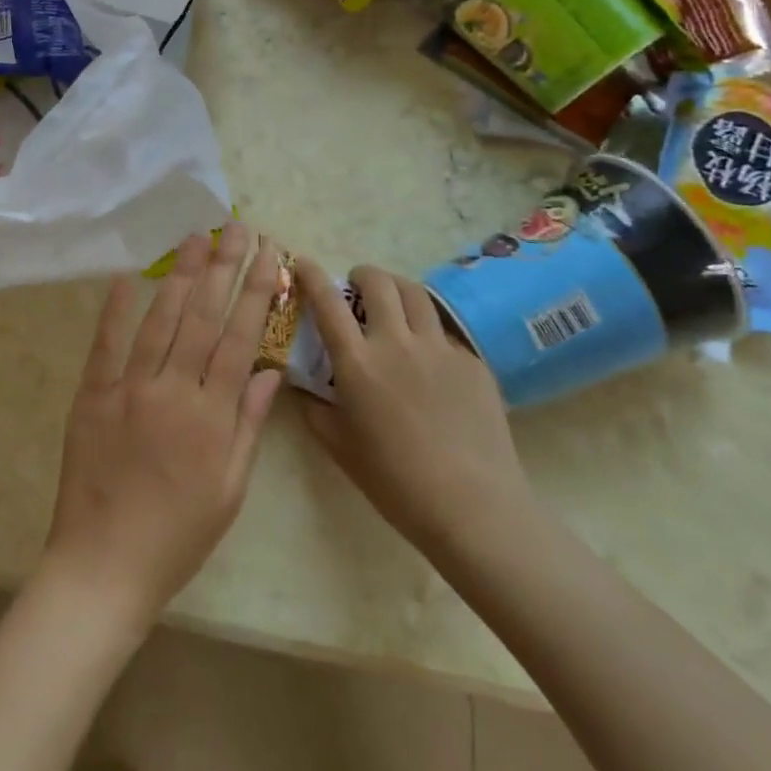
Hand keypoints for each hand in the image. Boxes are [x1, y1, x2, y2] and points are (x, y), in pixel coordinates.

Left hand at [40, 225, 283, 634]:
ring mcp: (128, 388)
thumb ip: (248, 426)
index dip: (255, 293)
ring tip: (195, 237)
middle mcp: (172, 390)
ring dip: (179, 275)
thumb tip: (269, 371)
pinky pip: (105, 344)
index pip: (239, 339)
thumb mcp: (230, 490)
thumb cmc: (177, 536)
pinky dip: (114, 308)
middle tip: (236, 227)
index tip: (268, 255)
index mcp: (211, 416)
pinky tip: (125, 275)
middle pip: (202, 317)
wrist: (104, 566)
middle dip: (223, 267)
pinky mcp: (92, 394)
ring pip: (159, 320)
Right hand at [297, 259, 534, 568]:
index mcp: (358, 362)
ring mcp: (440, 348)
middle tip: (355, 286)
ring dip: (396, 288)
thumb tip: (297, 383)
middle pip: (378, 282)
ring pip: (416, 293)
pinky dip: (427, 329)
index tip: (303, 263)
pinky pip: (444, 330)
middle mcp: (397, 342)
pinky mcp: (472, 361)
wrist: (473, 507)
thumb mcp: (339, 447)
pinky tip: (427, 356)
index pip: (327, 302)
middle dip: (361, 274)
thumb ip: (313, 407)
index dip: (311, 275)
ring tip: (392, 303)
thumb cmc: (395, 481)